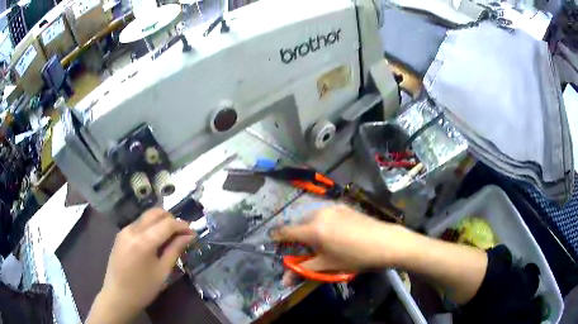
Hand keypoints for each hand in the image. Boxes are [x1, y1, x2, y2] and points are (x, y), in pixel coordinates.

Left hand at [87, 208, 194, 322]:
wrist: (118, 295)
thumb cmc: (143, 288)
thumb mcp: (162, 272)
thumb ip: (175, 250)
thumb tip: (189, 236)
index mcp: (144, 241)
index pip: (167, 224)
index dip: (182, 226)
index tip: (193, 233)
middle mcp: (132, 229)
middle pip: (155, 213)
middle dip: (171, 220)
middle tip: (182, 234)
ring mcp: (125, 230)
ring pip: (146, 217)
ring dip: (161, 222)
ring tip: (170, 237)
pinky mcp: (121, 234)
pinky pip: (139, 224)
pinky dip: (150, 227)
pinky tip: (155, 241)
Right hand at [272, 205, 409, 284]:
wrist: (385, 242)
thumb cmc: (355, 257)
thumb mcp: (328, 265)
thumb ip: (304, 270)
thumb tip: (284, 280)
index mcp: (313, 229)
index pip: (287, 231)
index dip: (277, 237)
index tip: (272, 240)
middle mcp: (319, 214)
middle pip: (300, 223)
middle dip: (298, 234)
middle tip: (305, 247)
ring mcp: (333, 207)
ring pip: (312, 216)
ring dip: (310, 226)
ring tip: (321, 239)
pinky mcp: (343, 206)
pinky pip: (325, 213)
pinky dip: (322, 221)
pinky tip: (334, 231)